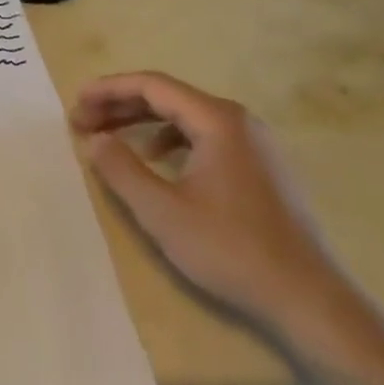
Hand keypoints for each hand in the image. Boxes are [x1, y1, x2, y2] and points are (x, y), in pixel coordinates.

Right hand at [70, 71, 349, 338]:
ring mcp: (255, 144)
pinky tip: (155, 162)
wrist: (309, 299)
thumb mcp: (161, 211)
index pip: (151, 86)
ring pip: (186, 117)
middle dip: (120, 106)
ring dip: (142, 122)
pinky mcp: (261, 167)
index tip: (74, 104)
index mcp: (218, 120)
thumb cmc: (230, 249)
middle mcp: (239, 121)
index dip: (107, 90)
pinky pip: (204, 136)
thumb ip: (121, 169)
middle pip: (168, 97)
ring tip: (109, 139)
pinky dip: (169, 140)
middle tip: (81, 123)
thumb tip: (95, 139)